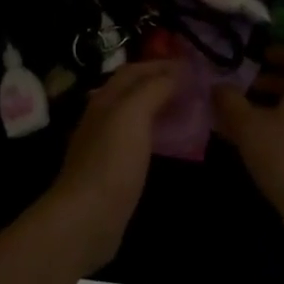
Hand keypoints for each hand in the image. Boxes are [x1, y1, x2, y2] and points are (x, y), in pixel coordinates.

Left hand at [33, 60, 178, 275]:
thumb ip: (154, 89)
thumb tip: (177, 72)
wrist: (87, 218)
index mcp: (106, 99)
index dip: (162, 64)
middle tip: (196, 88)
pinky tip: (174, 143)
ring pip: (137, 116)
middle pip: (134, 91)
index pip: (134, 70)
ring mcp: (107, 145)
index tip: (194, 66)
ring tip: (191, 111)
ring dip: (162, 109)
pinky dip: (158, 134)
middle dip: (163, 84)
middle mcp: (103, 117)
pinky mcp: (114, 171)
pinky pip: (140, 141)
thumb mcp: (133, 115)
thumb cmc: (111, 162)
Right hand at [213, 47, 283, 249]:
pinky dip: (268, 130)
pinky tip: (244, 142)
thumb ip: (230, 101)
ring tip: (233, 114)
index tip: (258, 54)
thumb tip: (218, 86)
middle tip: (238, 85)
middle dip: (265, 82)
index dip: (281, 52)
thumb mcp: (249, 125)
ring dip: (263, 108)